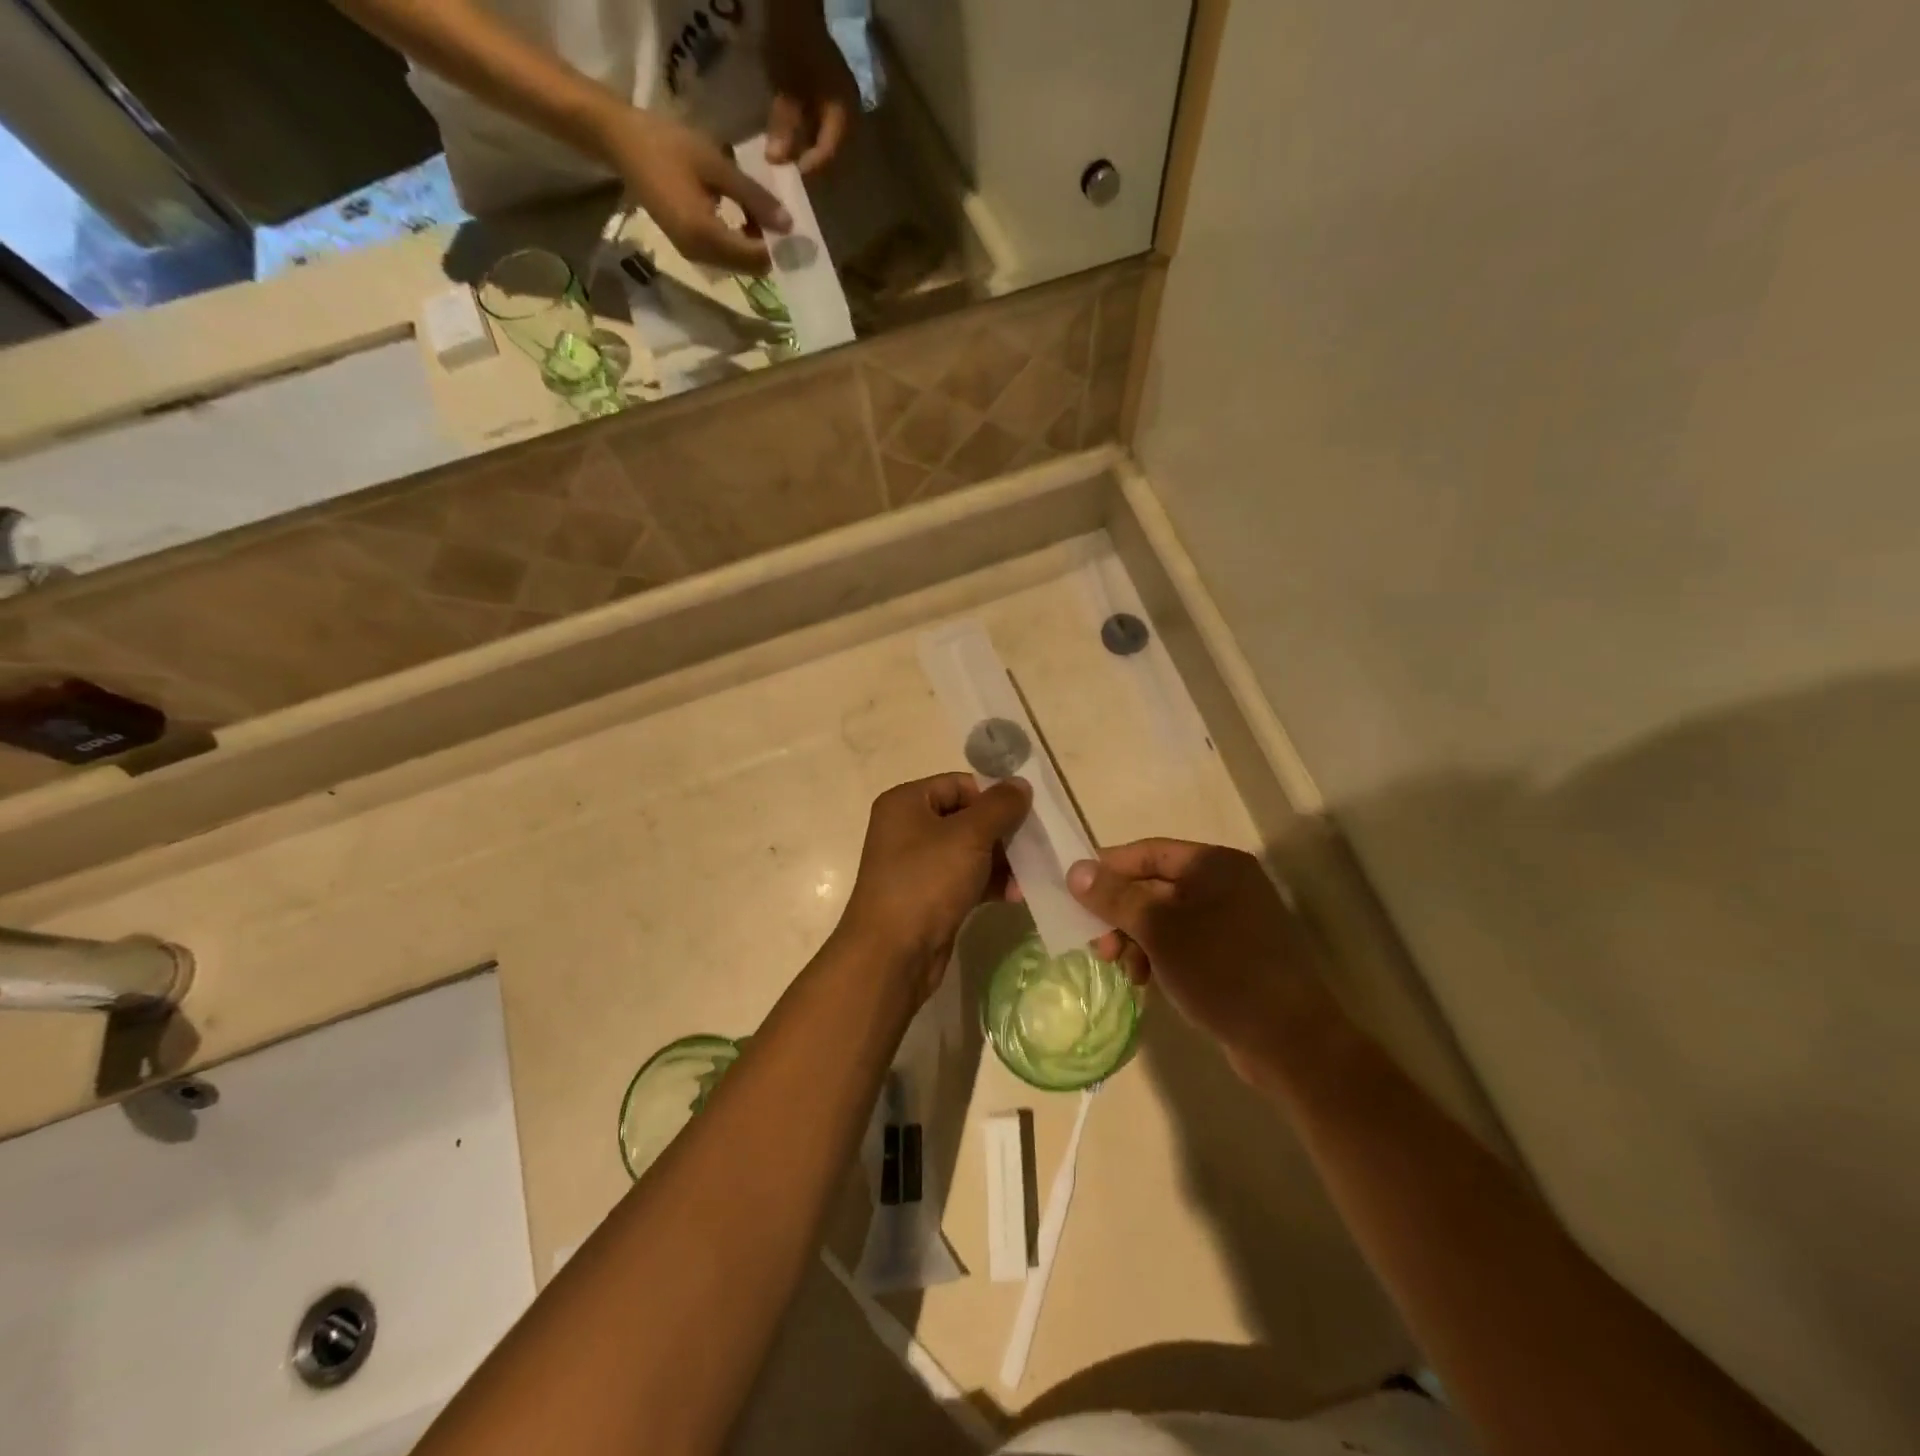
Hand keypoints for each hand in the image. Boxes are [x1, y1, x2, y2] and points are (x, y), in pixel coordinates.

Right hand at [597, 108, 790, 271]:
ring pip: (738, 265)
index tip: (791, 224)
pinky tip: (741, 216)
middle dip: (767, 248)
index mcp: (707, 237)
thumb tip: (788, 225)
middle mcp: (701, 256)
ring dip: (753, 245)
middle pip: (750, 268)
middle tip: (775, 216)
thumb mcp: (717, 166)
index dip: (778, 246)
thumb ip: (754, 197)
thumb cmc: (668, 145)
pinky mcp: (688, 248)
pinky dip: (738, 243)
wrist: (621, 142)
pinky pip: (724, 257)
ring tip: (757, 211)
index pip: (756, 258)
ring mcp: (693, 255)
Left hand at [764, 9, 858, 172]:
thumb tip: (775, 162)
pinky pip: (821, 119)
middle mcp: (848, 110)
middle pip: (831, 146)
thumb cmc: (793, 44)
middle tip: (793, 166)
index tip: (793, 171)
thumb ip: (785, 126)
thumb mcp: (787, 89)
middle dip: (811, 157)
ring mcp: (841, 99)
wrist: (796, 5)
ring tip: (790, 150)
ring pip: (826, 134)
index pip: (829, 151)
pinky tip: (793, 129)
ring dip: (809, 143)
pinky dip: (807, 128)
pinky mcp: (830, 90)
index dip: (811, 165)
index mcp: (843, 111)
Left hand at [835, 773, 1031, 998]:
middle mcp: (907, 828)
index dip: (992, 797)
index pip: (959, 784)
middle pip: (966, 818)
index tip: (1024, 816)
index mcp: (906, 802)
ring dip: (1001, 862)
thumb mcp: (969, 836)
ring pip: (969, 851)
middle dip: (1002, 833)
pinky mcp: (928, 897)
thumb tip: (1021, 784)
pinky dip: (988, 883)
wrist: (892, 954)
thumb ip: (999, 806)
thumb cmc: (926, 881)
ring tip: (1028, 876)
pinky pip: (964, 879)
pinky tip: (1014, 895)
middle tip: (1034, 846)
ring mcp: (916, 865)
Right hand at [1066, 841, 1325, 1081]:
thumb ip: (1115, 897)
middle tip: (1098, 944)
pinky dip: (1159, 955)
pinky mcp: (1235, 954)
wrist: (1290, 1041)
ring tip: (1123, 969)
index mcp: (1214, 865)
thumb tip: (1075, 870)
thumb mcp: (1159, 930)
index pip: (1147, 852)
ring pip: (1166, 918)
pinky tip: (1146, 980)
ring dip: (1136, 939)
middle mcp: (1226, 884)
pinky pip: (1184, 942)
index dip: (1107, 869)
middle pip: (1154, 886)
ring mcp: (1234, 920)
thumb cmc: (1220, 970)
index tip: (1073, 892)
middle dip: (1121, 914)